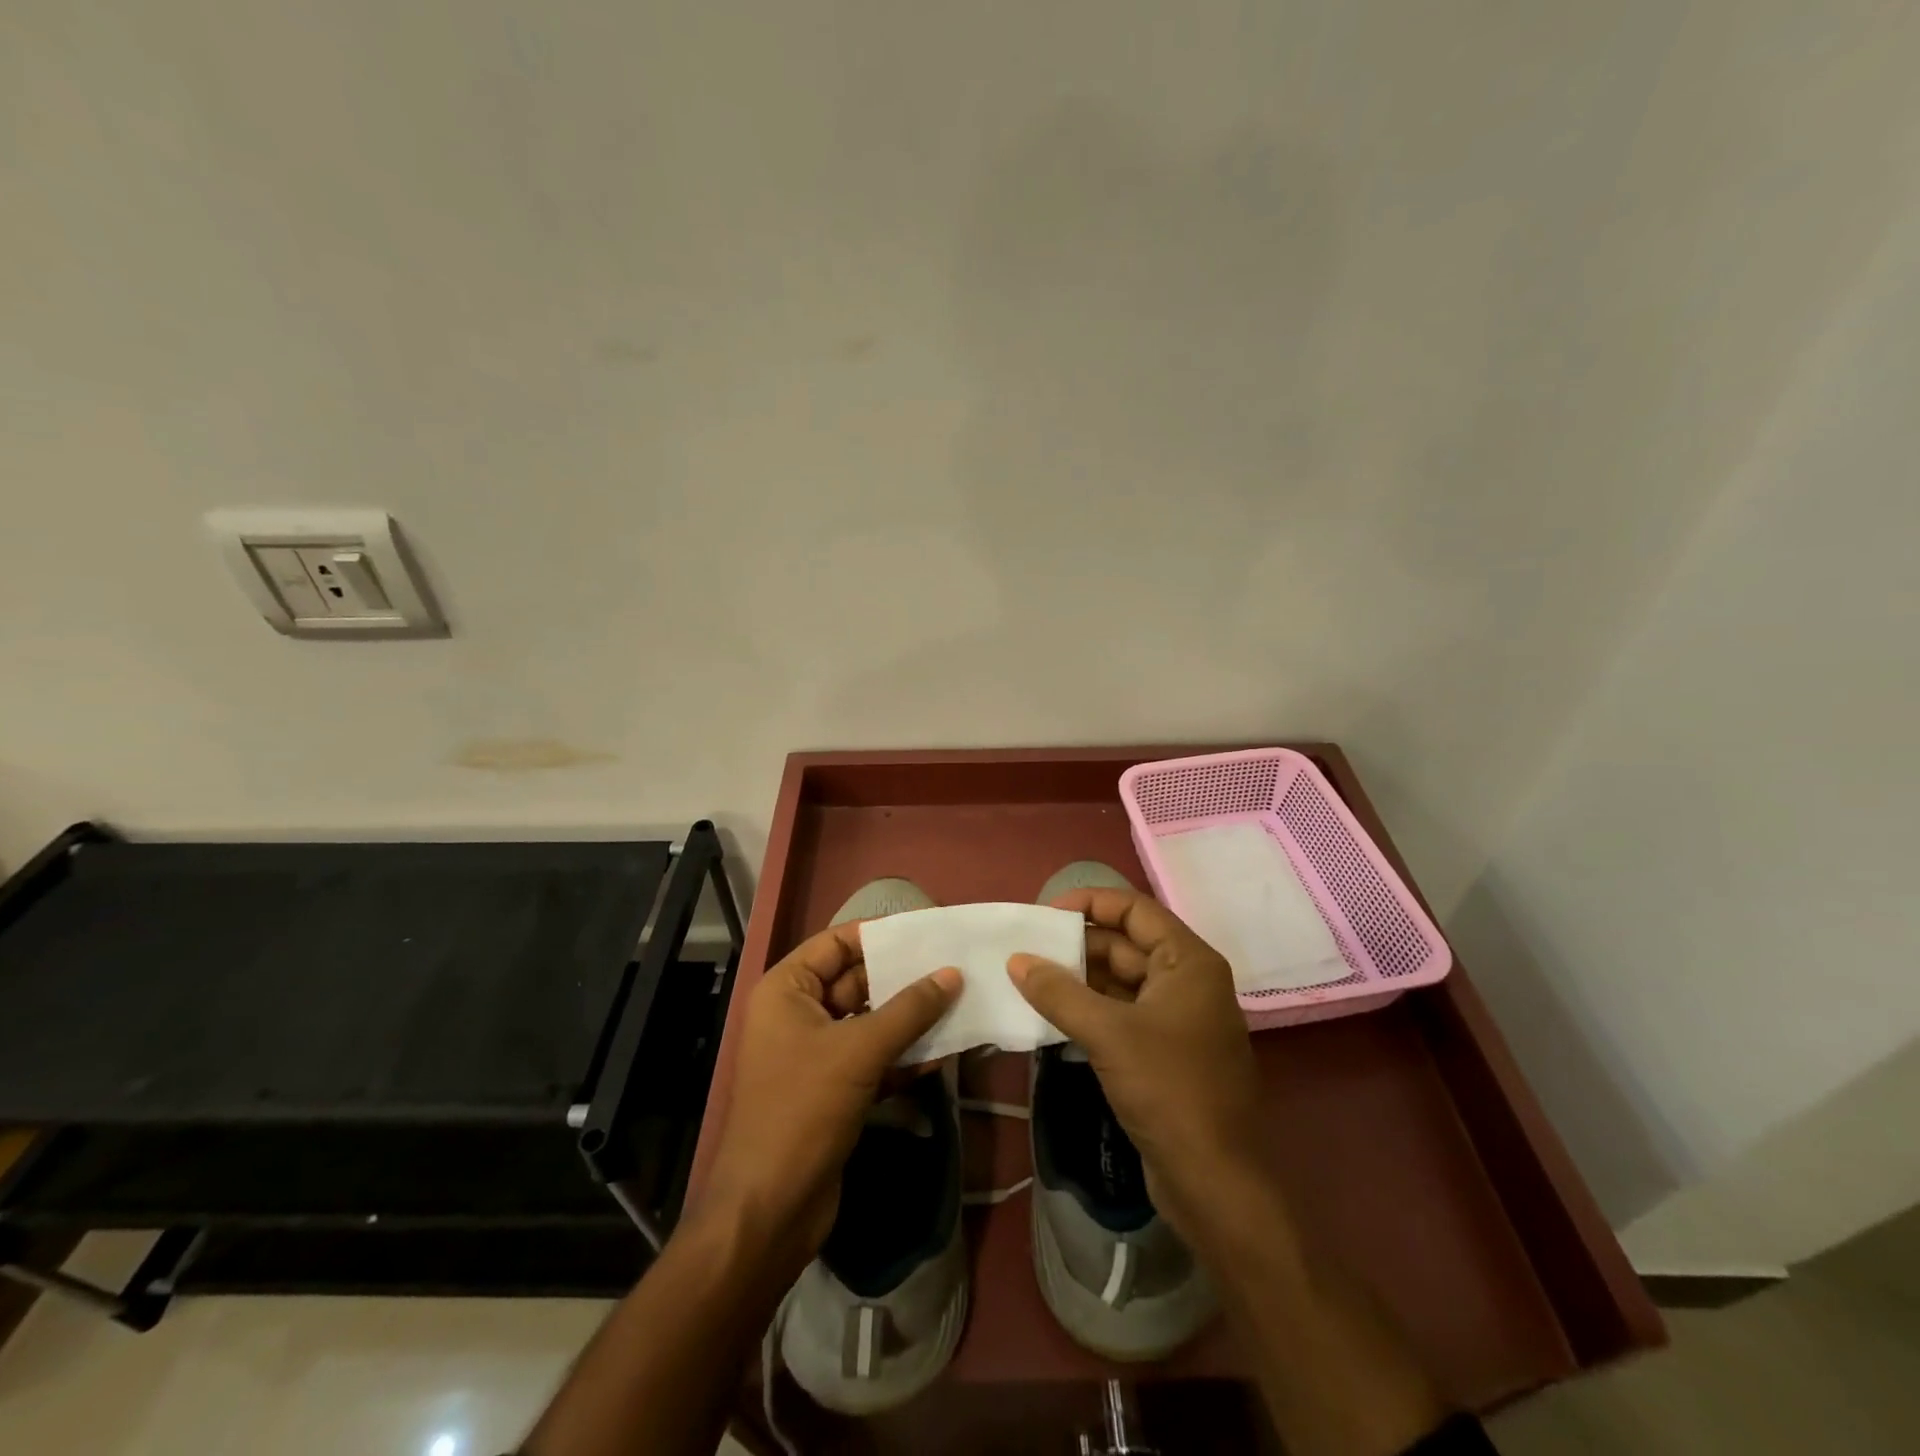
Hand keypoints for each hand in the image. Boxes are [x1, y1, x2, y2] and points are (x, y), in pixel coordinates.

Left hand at [702, 923, 959, 1266]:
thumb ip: (909, 1010)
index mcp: (786, 991)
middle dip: (903, 978)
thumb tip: (952, 974)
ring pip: (870, 1022)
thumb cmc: (803, 1110)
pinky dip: (903, 1056)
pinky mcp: (833, 1091)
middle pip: (856, 982)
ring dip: (910, 1018)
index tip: (927, 929)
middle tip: (954, 966)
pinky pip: (874, 1059)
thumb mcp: (859, 1052)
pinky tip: (944, 1052)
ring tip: (959, 1002)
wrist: (768, 1211)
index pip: (836, 944)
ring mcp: (815, 1055)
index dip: (880, 934)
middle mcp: (797, 1015)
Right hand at [1009, 888, 1266, 1237]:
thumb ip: (1059, 992)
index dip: (1089, 903)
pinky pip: (1121, 1014)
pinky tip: (1052, 1015)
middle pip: (1126, 944)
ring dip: (1079, 979)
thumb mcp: (1109, 1034)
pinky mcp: (1164, 1052)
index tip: (1043, 914)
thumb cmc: (1170, 1090)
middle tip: (1026, 949)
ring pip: (1121, 981)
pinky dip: (1089, 1009)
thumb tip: (1017, 960)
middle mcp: (1187, 981)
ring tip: (1030, 979)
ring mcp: (1177, 1019)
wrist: (1215, 1182)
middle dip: (1077, 945)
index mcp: (1188, 962)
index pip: (1134, 910)